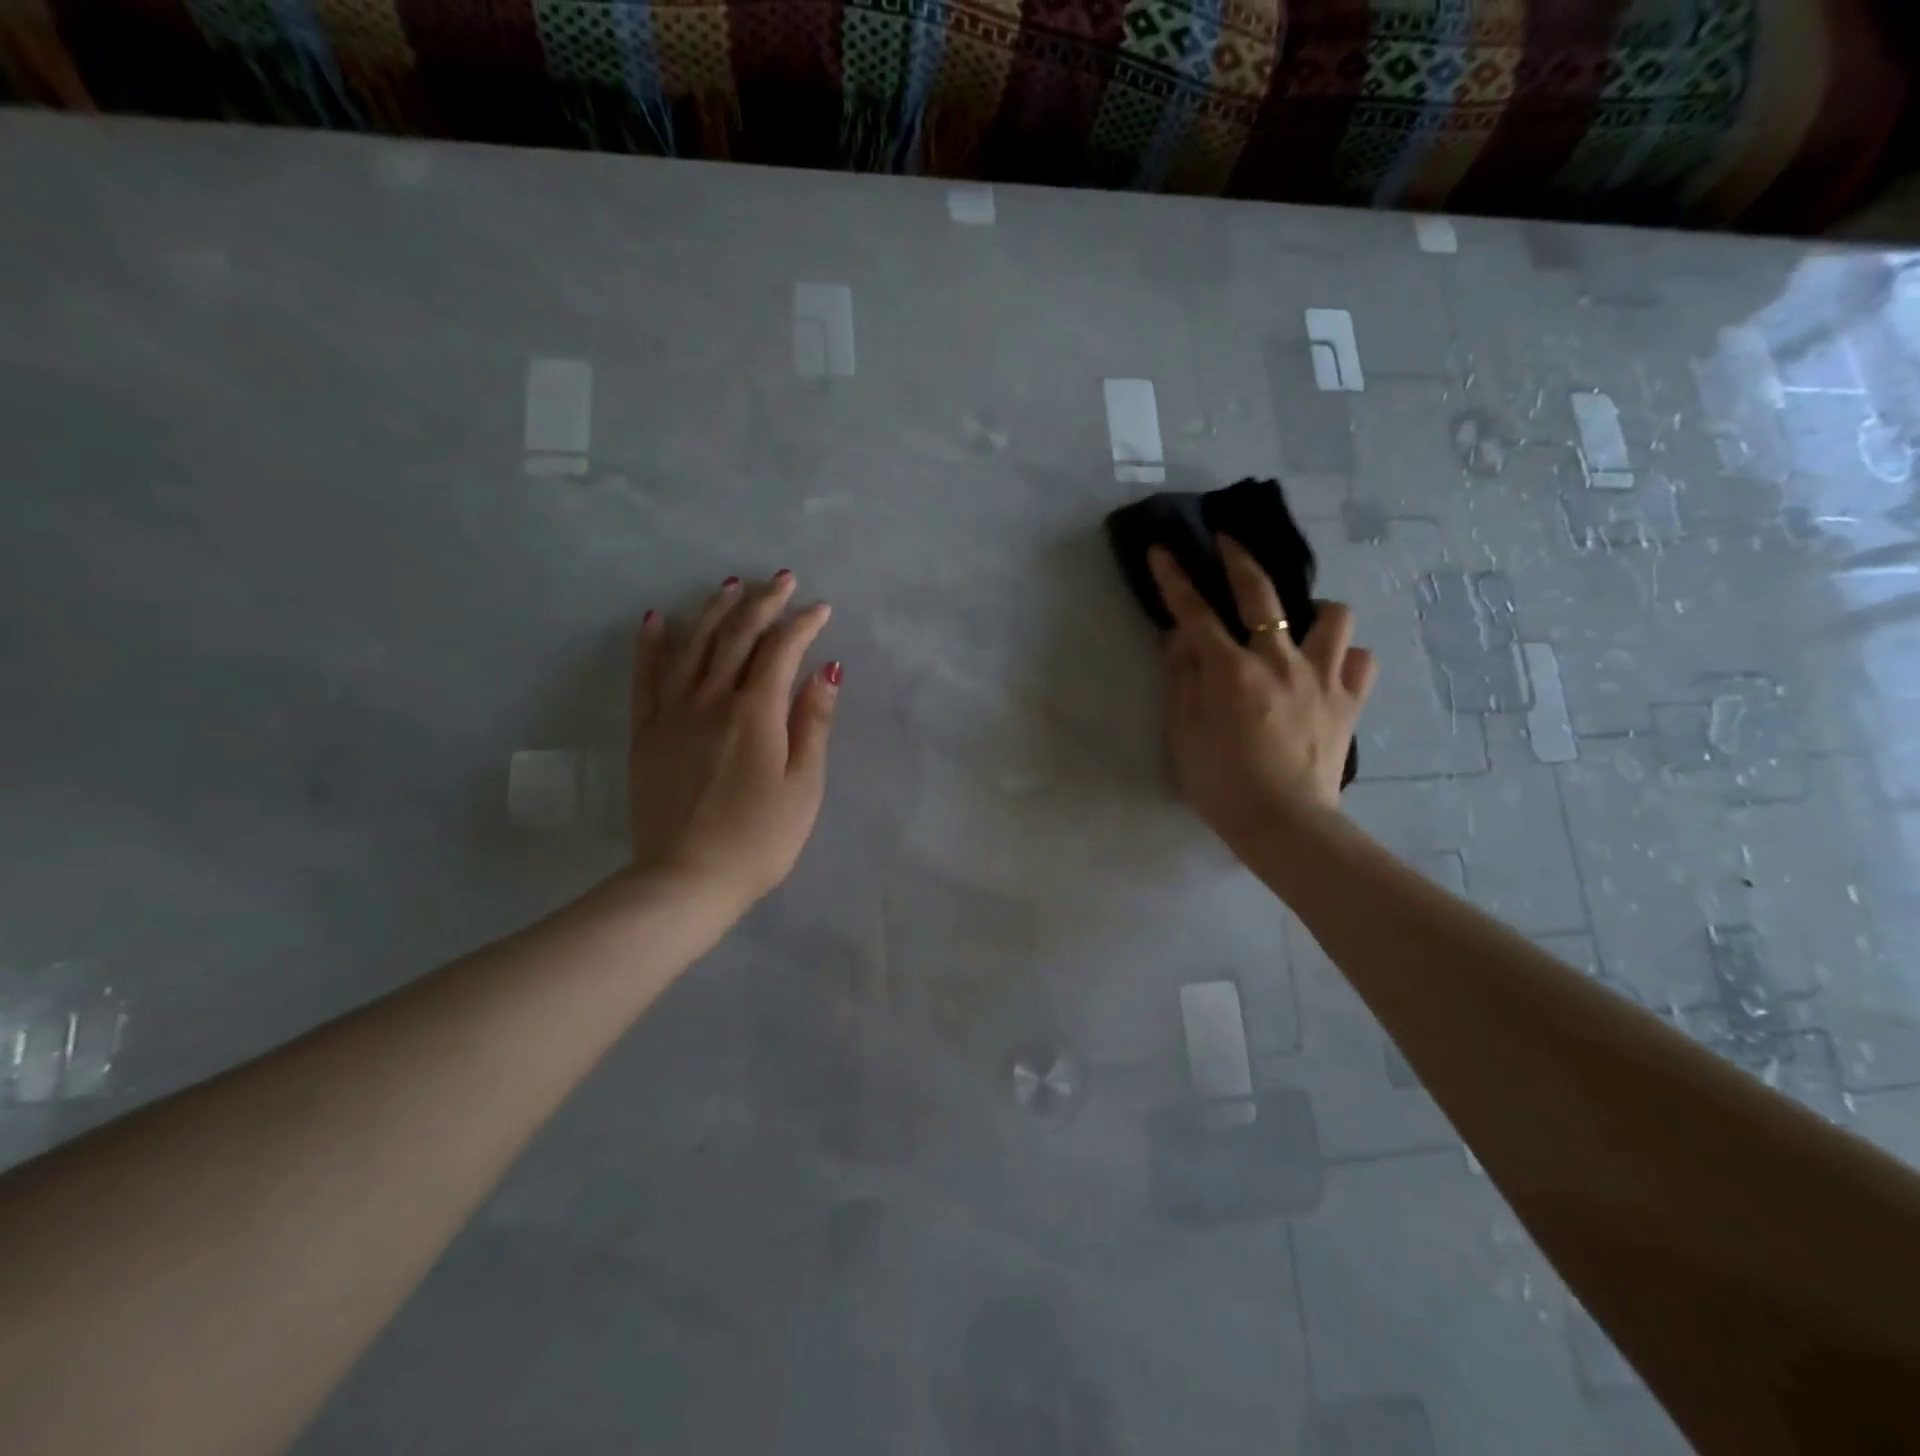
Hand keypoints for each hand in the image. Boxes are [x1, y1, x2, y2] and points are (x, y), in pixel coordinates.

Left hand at [626, 571, 839, 914]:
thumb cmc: (760, 839)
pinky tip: (658, 618)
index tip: (821, 609)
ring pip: (694, 645)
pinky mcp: (647, 732)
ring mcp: (673, 713)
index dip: (803, 624)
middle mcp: (712, 699)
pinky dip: (653, 644)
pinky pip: (647, 677)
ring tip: (732, 584)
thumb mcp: (804, 786)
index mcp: (756, 712)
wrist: (687, 880)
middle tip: (782, 579)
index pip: (781, 650)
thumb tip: (826, 669)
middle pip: (738, 636)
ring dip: (716, 610)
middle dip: (763, 603)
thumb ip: (813, 723)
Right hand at [1148, 537, 1376, 849]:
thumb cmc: (1222, 784)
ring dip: (1311, 611)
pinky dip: (1345, 656)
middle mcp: (1279, 661)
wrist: (1284, 824)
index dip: (1176, 578)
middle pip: (1261, 592)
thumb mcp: (1183, 734)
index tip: (1164, 548)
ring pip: (1332, 614)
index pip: (1195, 611)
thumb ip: (1182, 679)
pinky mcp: (1349, 700)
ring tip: (1297, 627)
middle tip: (1226, 540)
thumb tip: (1180, 636)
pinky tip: (1328, 668)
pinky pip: (1361, 660)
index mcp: (1231, 672)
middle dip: (1238, 558)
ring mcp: (1322, 677)